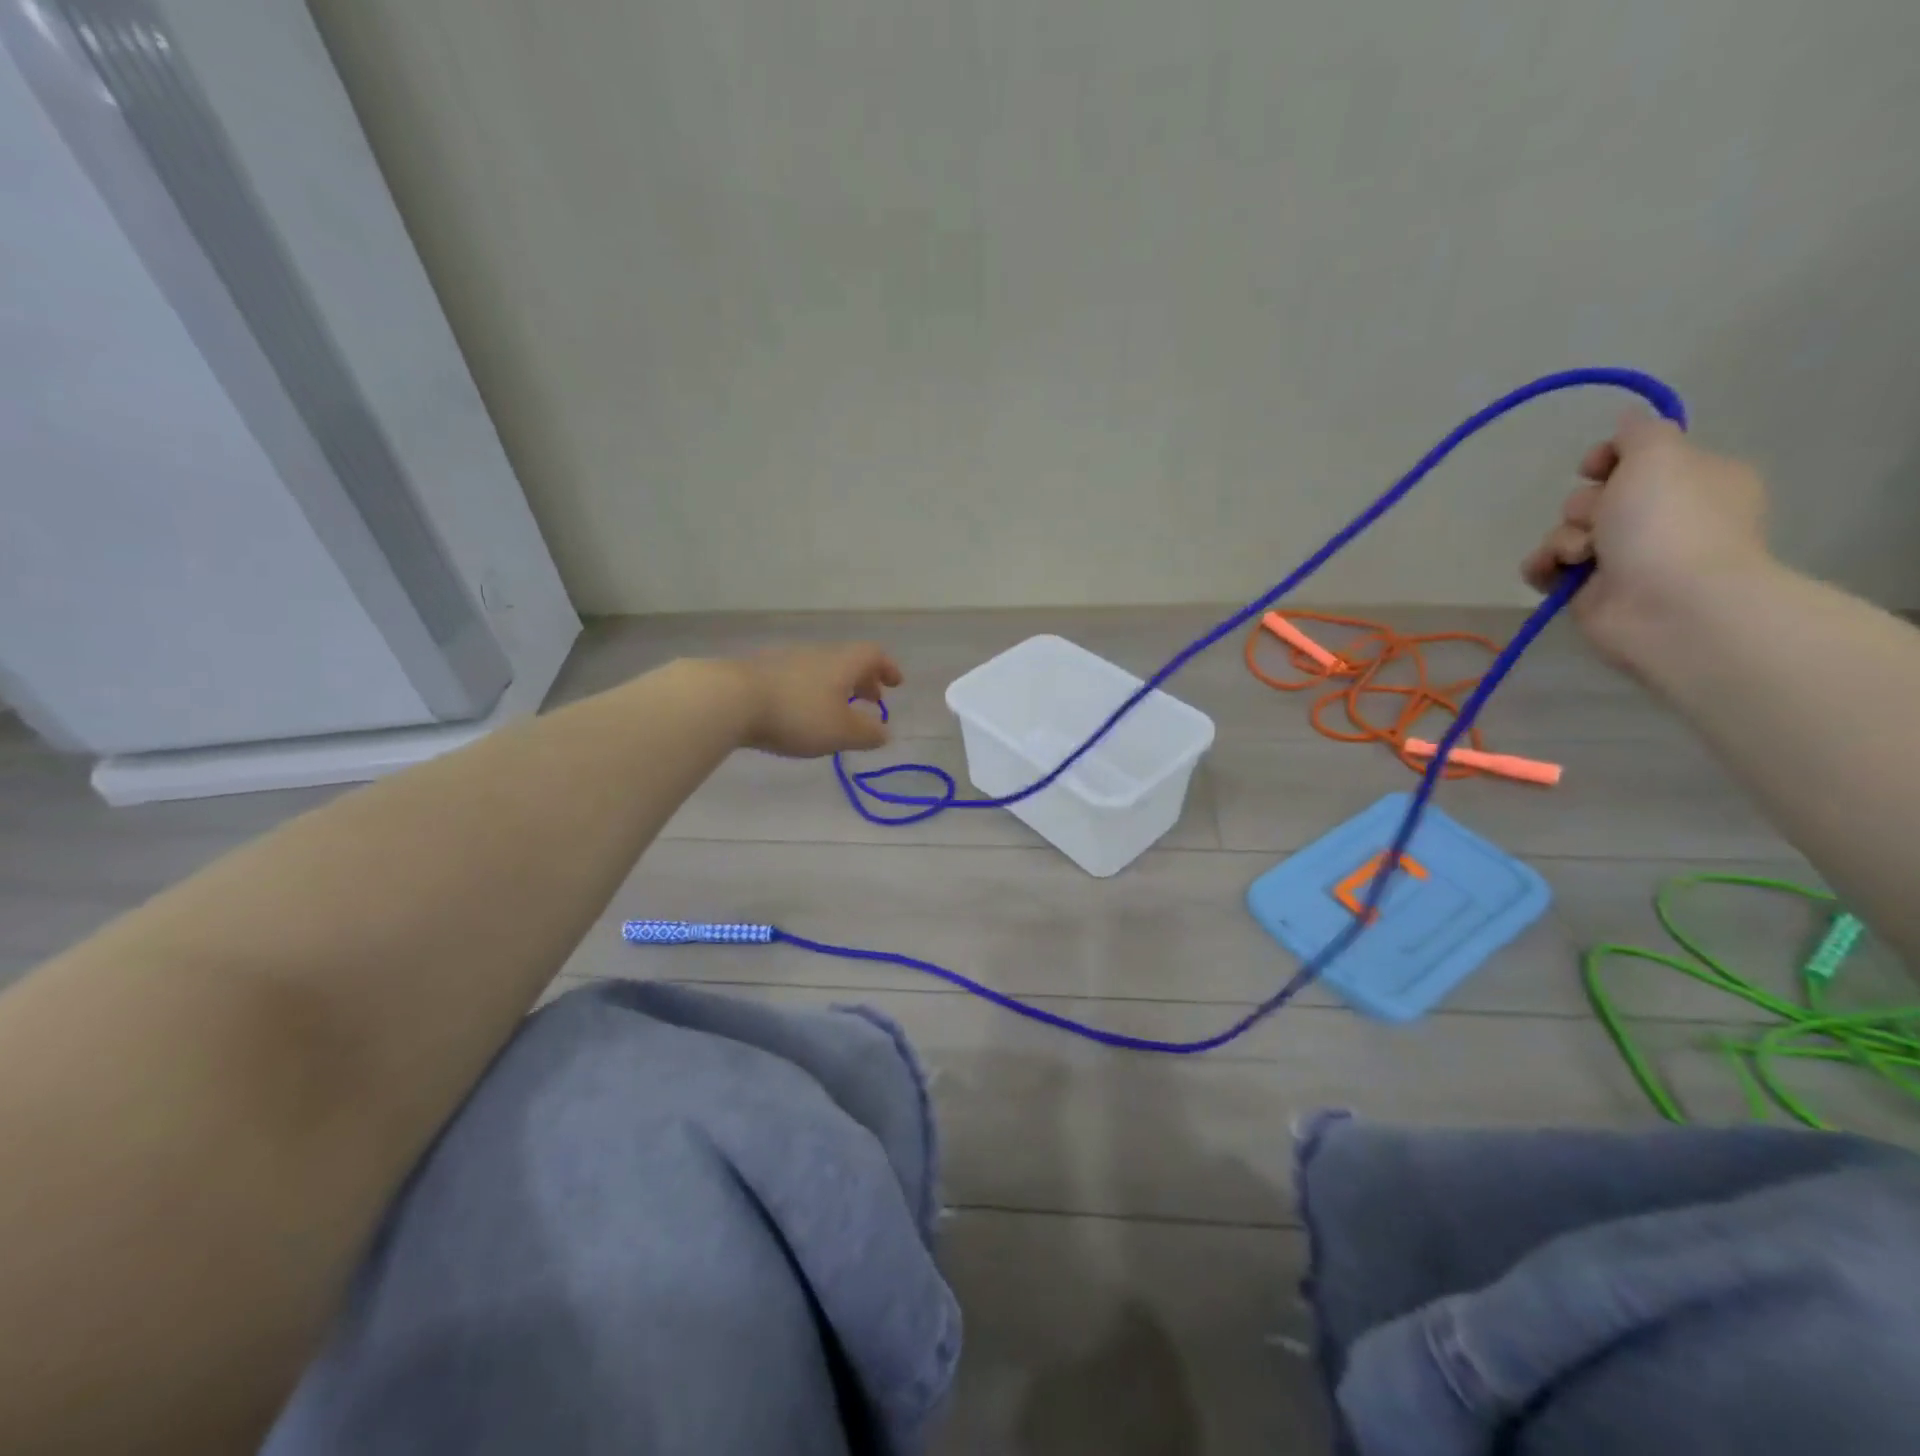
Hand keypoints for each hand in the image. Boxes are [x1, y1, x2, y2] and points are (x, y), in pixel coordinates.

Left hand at [729, 643, 902, 757]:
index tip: (896, 684)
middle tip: (871, 700)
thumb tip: (885, 733)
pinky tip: (800, 712)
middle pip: (847, 661)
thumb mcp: (841, 732)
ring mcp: (786, 660)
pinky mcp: (760, 672)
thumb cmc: (798, 714)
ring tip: (836, 711)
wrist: (732, 699)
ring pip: (821, 669)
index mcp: (843, 663)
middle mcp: (817, 654)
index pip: (873, 655)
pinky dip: (810, 692)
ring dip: (835, 687)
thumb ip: (868, 734)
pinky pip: (797, 678)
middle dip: (863, 680)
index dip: (888, 668)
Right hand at [1522, 412, 1771, 671]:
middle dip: (1584, 505)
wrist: (1668, 604)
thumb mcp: (1660, 455)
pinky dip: (1544, 566)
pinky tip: (1553, 571)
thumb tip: (1628, 419)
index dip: (1609, 458)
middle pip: (1594, 496)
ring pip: (1565, 532)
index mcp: (1692, 480)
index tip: (1597, 466)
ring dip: (1562, 539)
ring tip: (1582, 555)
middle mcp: (1659, 517)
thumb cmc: (1670, 522)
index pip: (1637, 458)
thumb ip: (1639, 433)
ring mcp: (1624, 557)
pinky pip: (1547, 567)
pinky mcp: (1589, 590)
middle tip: (1601, 519)